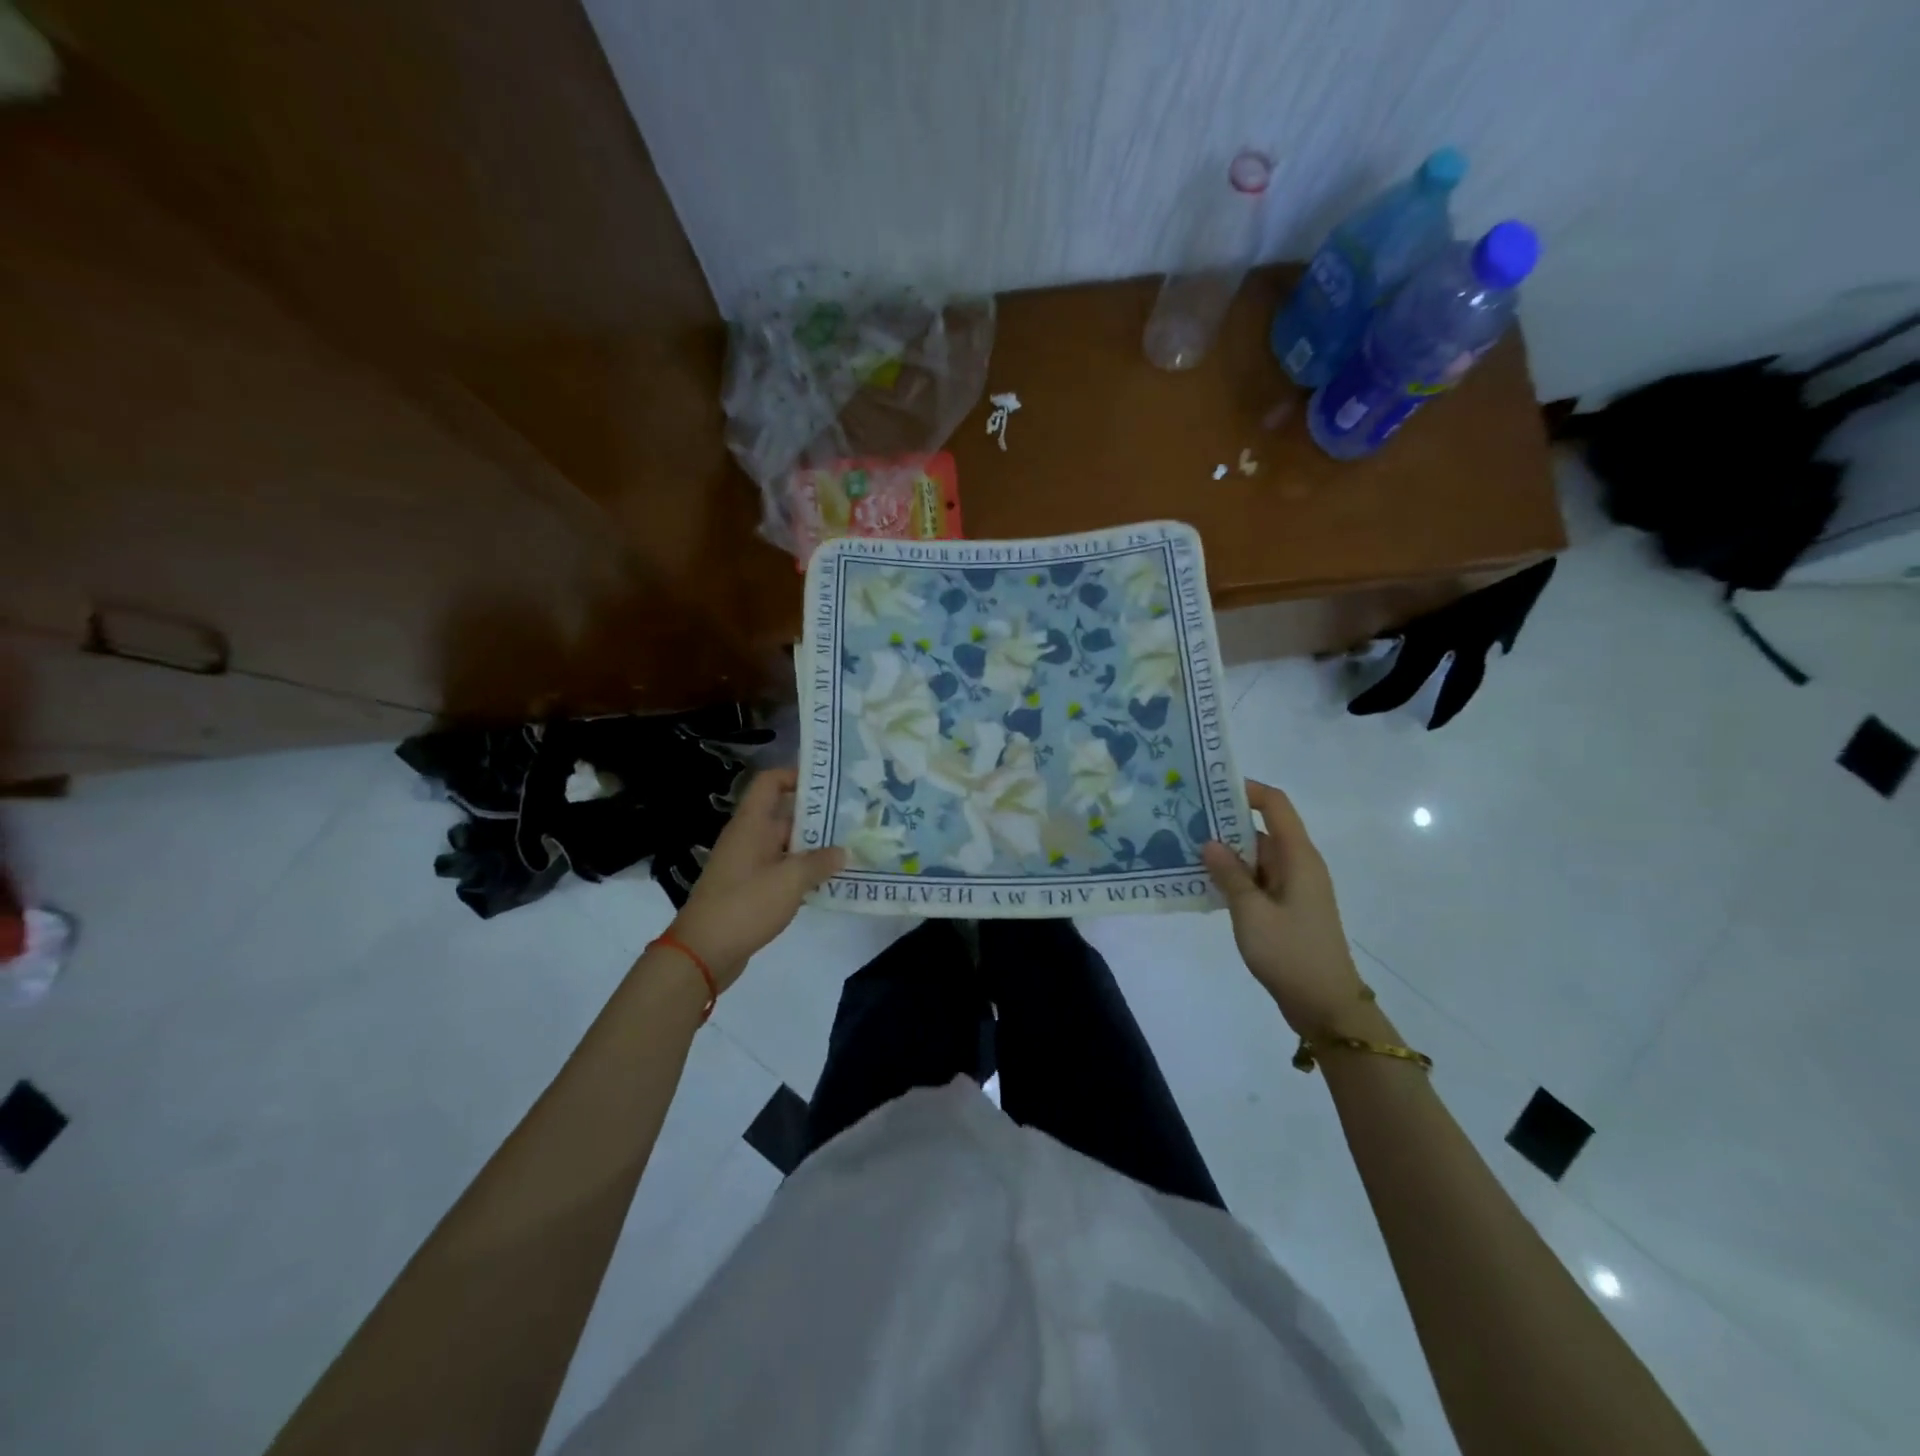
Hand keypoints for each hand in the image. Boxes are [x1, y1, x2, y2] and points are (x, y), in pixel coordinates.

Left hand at [664, 766, 844, 990]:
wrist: (702, 952)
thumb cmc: (745, 905)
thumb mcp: (790, 881)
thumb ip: (819, 862)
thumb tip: (842, 852)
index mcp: (751, 824)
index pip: (770, 782)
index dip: (796, 775)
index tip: (829, 784)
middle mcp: (747, 837)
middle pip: (783, 814)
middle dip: (817, 817)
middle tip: (854, 819)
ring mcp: (747, 864)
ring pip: (785, 845)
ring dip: (813, 848)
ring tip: (849, 850)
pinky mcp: (749, 888)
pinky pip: (780, 869)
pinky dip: (802, 872)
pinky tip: (828, 881)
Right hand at [1201, 780, 1370, 1036]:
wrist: (1326, 1007)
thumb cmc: (1291, 954)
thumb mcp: (1251, 912)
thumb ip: (1229, 874)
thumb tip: (1209, 842)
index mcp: (1299, 857)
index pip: (1275, 805)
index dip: (1247, 790)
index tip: (1209, 787)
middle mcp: (1299, 865)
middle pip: (1261, 829)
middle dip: (1224, 823)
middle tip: (1183, 820)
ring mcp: (1294, 888)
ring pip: (1256, 857)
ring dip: (1226, 853)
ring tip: (1184, 849)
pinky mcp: (1287, 909)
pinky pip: (1257, 880)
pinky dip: (1234, 877)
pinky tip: (1204, 883)